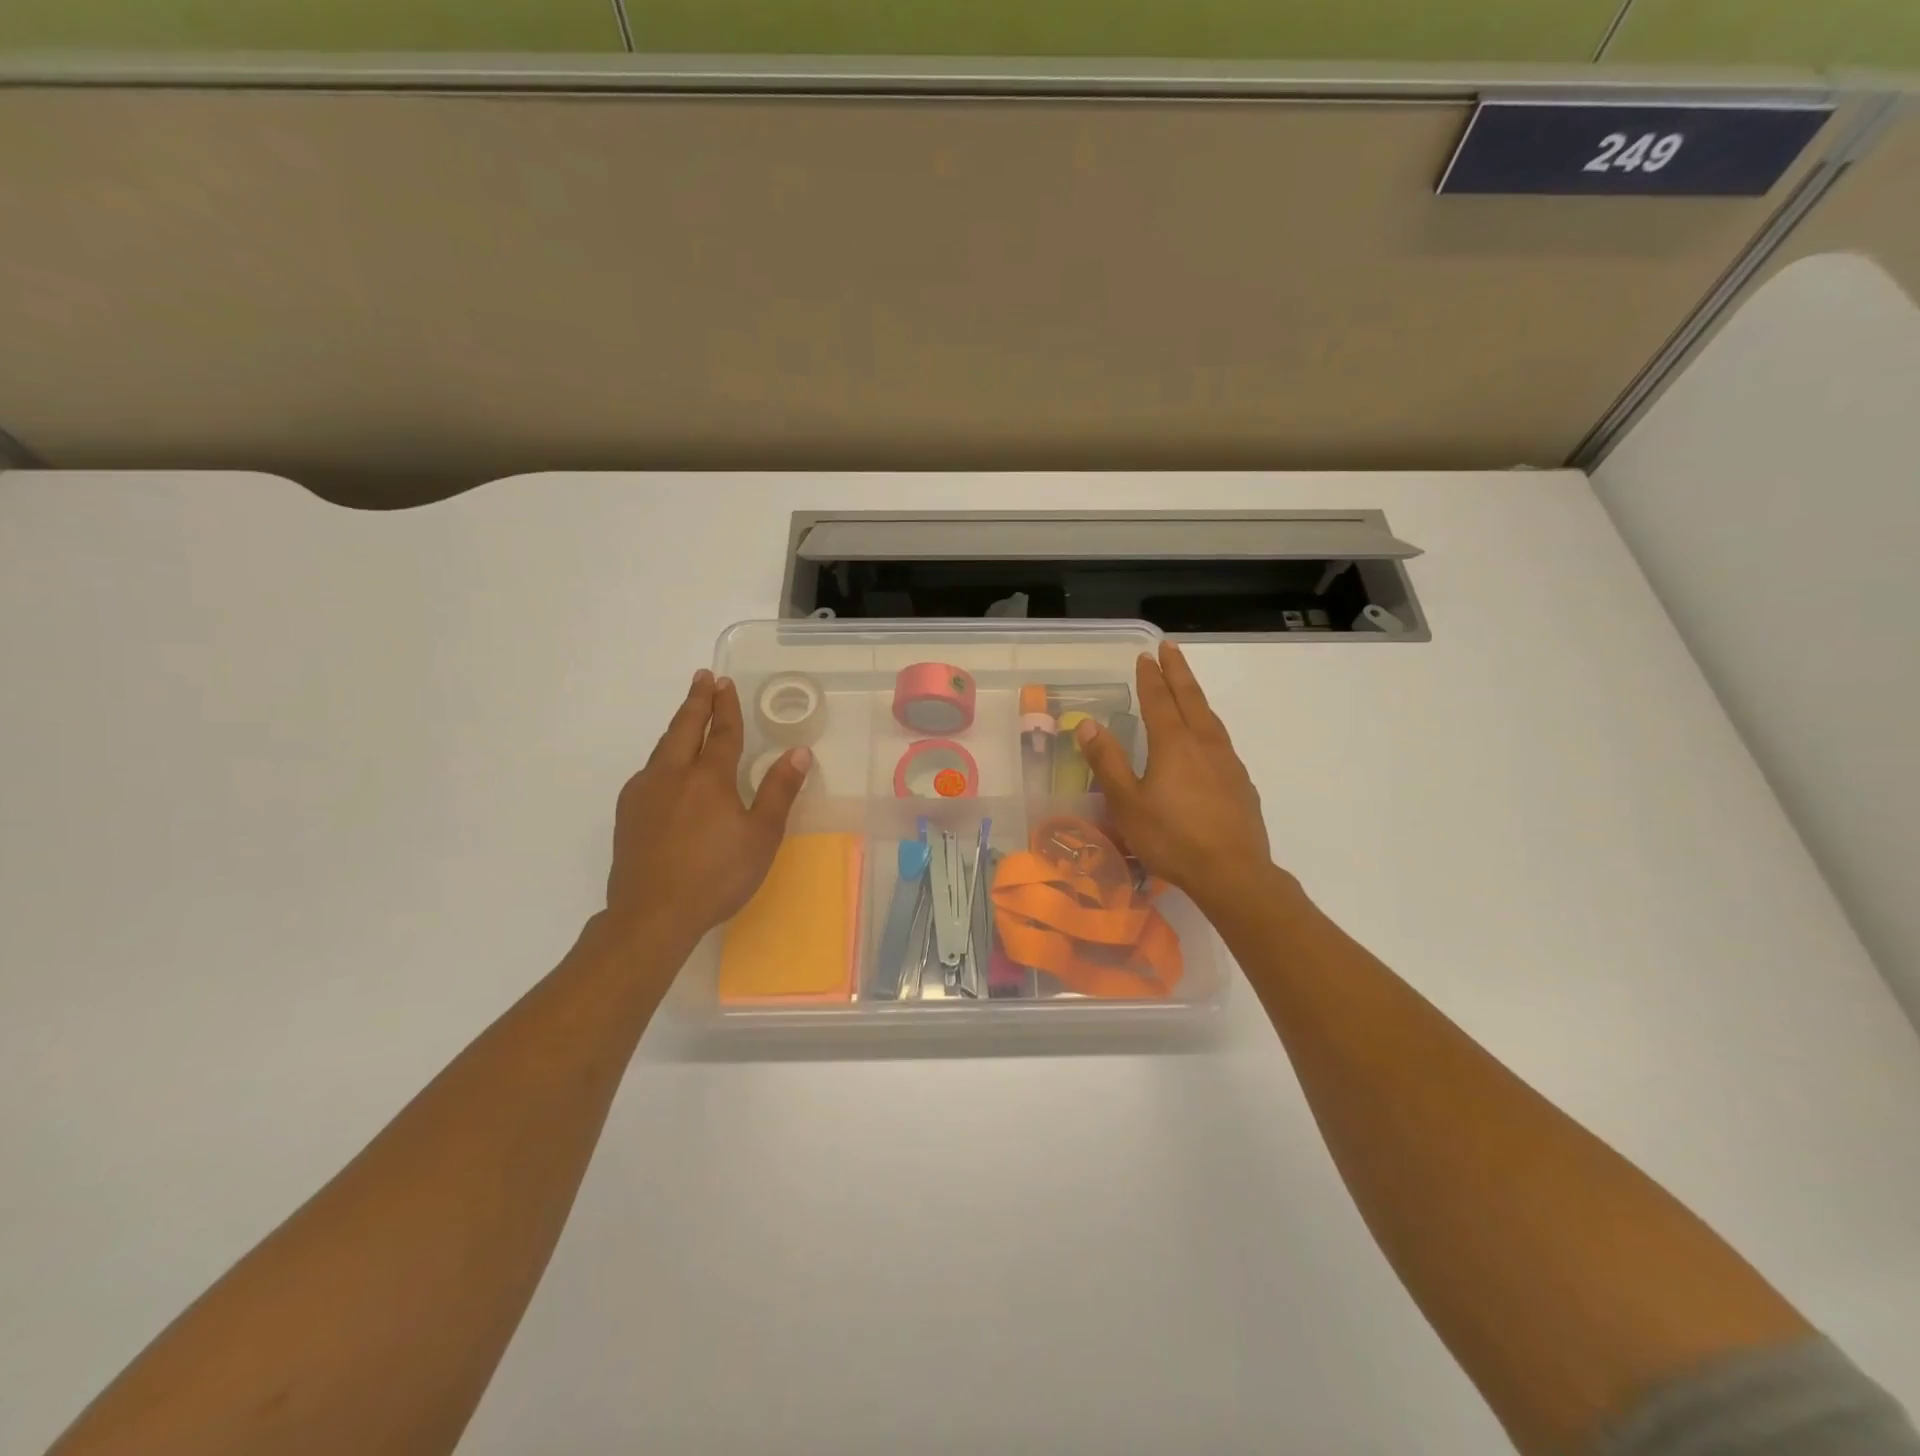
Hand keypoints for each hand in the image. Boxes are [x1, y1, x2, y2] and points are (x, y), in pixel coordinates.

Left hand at [605, 669, 810, 948]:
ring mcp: (643, 793)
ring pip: (662, 748)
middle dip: (696, 701)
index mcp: (708, 777)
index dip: (726, 706)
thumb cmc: (717, 875)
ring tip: (687, 717)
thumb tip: (798, 752)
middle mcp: (672, 775)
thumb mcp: (761, 835)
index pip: (722, 732)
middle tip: (702, 678)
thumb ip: (779, 791)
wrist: (652, 914)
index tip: (724, 682)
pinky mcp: (627, 814)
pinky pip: (648, 772)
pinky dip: (663, 756)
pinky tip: (665, 770)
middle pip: (684, 728)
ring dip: (678, 727)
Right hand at [1074, 641, 1275, 914]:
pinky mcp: (1240, 783)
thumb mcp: (1127, 803)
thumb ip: (1107, 761)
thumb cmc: (1171, 838)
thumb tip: (1088, 724)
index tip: (1147, 655)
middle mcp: (1203, 743)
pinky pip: (1220, 740)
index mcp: (1173, 743)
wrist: (1232, 872)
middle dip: (1178, 671)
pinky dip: (1208, 724)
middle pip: (1190, 698)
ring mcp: (1227, 762)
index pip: (1159, 699)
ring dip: (1195, 696)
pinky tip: (1206, 739)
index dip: (1151, 676)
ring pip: (1209, 717)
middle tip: (1170, 648)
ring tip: (1186, 687)